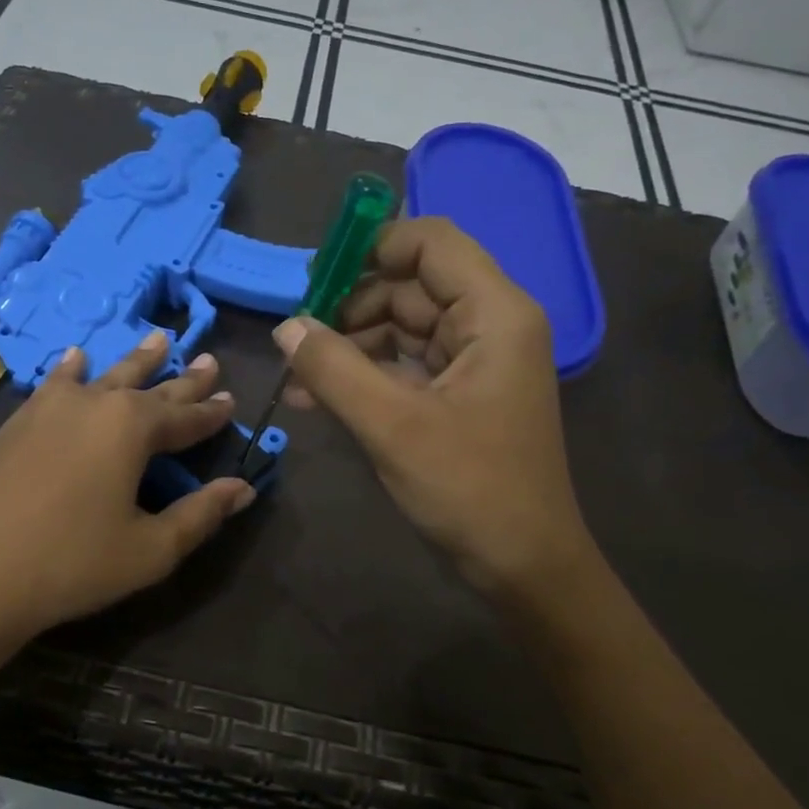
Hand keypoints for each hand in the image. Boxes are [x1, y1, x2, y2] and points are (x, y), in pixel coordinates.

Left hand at [0, 331, 254, 654]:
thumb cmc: (70, 564)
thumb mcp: (149, 549)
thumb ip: (200, 514)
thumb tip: (242, 489)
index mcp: (132, 429)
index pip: (185, 417)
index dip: (212, 412)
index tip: (233, 398)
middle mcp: (94, 404)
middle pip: (149, 387)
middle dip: (183, 378)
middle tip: (208, 359)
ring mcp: (49, 408)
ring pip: (104, 375)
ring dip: (134, 360)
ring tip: (158, 338)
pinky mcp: (17, 423)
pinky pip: (55, 384)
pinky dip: (72, 370)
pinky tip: (75, 359)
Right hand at [277, 217, 592, 597]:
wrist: (523, 565)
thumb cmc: (469, 489)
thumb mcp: (392, 426)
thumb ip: (334, 368)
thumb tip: (285, 326)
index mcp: (494, 313)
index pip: (431, 242)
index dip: (372, 247)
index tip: (317, 278)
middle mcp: (490, 324)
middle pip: (410, 285)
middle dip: (350, 307)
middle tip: (297, 339)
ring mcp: (475, 361)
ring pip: (402, 327)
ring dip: (350, 346)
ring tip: (299, 378)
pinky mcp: (460, 394)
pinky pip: (405, 366)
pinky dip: (365, 375)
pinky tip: (318, 398)